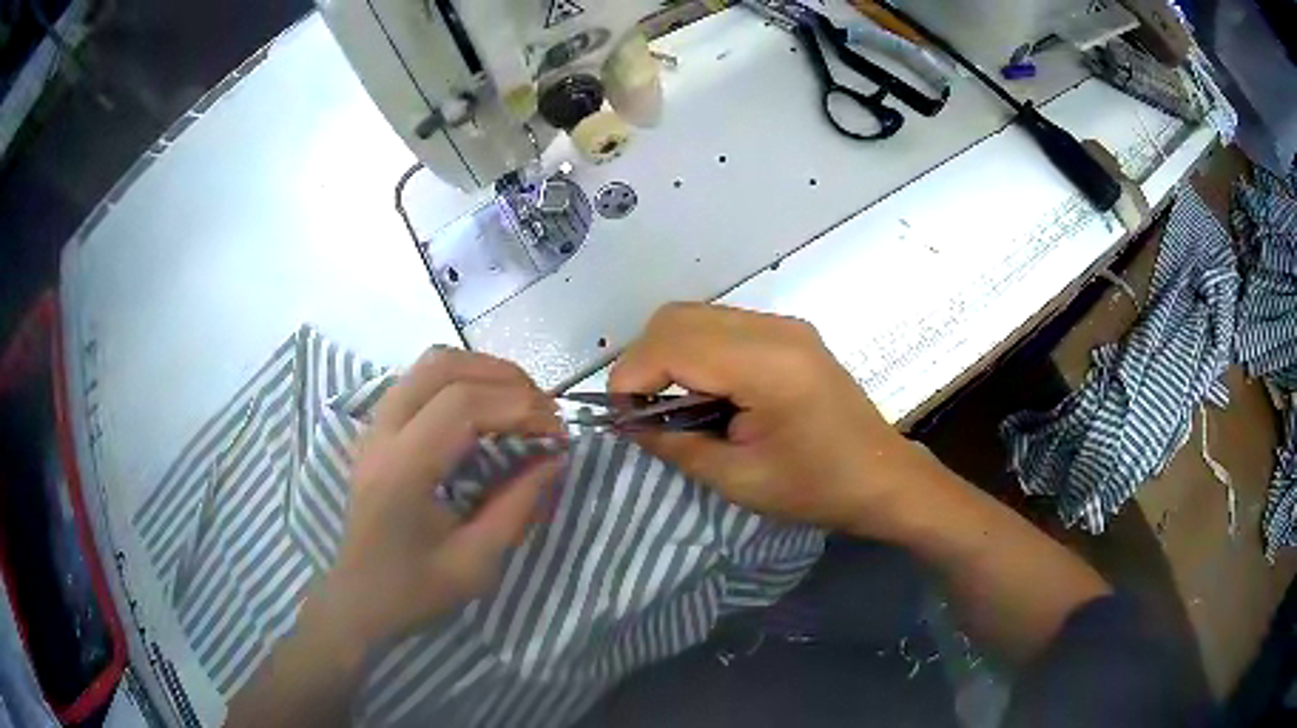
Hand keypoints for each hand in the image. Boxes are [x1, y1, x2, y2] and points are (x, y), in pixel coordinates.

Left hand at [318, 349, 566, 650]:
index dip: (520, 408)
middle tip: (546, 414)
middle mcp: (382, 433)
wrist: (358, 600)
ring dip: (483, 371)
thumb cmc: (414, 591)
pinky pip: (421, 379)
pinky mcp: (377, 427)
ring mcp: (374, 425)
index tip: (559, 435)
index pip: (463, 405)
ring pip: (430, 363)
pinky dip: (462, 379)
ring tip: (522, 404)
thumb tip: (556, 458)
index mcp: (402, 469)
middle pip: (444, 367)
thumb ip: (519, 506)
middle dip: (506, 379)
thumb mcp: (477, 562)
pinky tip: (486, 407)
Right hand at [611, 303, 937, 537]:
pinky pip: (720, 325)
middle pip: (676, 317)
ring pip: (695, 316)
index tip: (621, 417)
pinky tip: (707, 392)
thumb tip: (629, 421)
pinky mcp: (788, 332)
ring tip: (673, 405)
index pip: (671, 344)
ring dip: (668, 354)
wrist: (882, 477)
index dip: (631, 377)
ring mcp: (784, 325)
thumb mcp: (737, 478)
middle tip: (643, 412)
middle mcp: (774, 329)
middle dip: (644, 361)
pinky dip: (695, 352)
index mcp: (767, 365)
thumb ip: (674, 442)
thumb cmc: (816, 488)